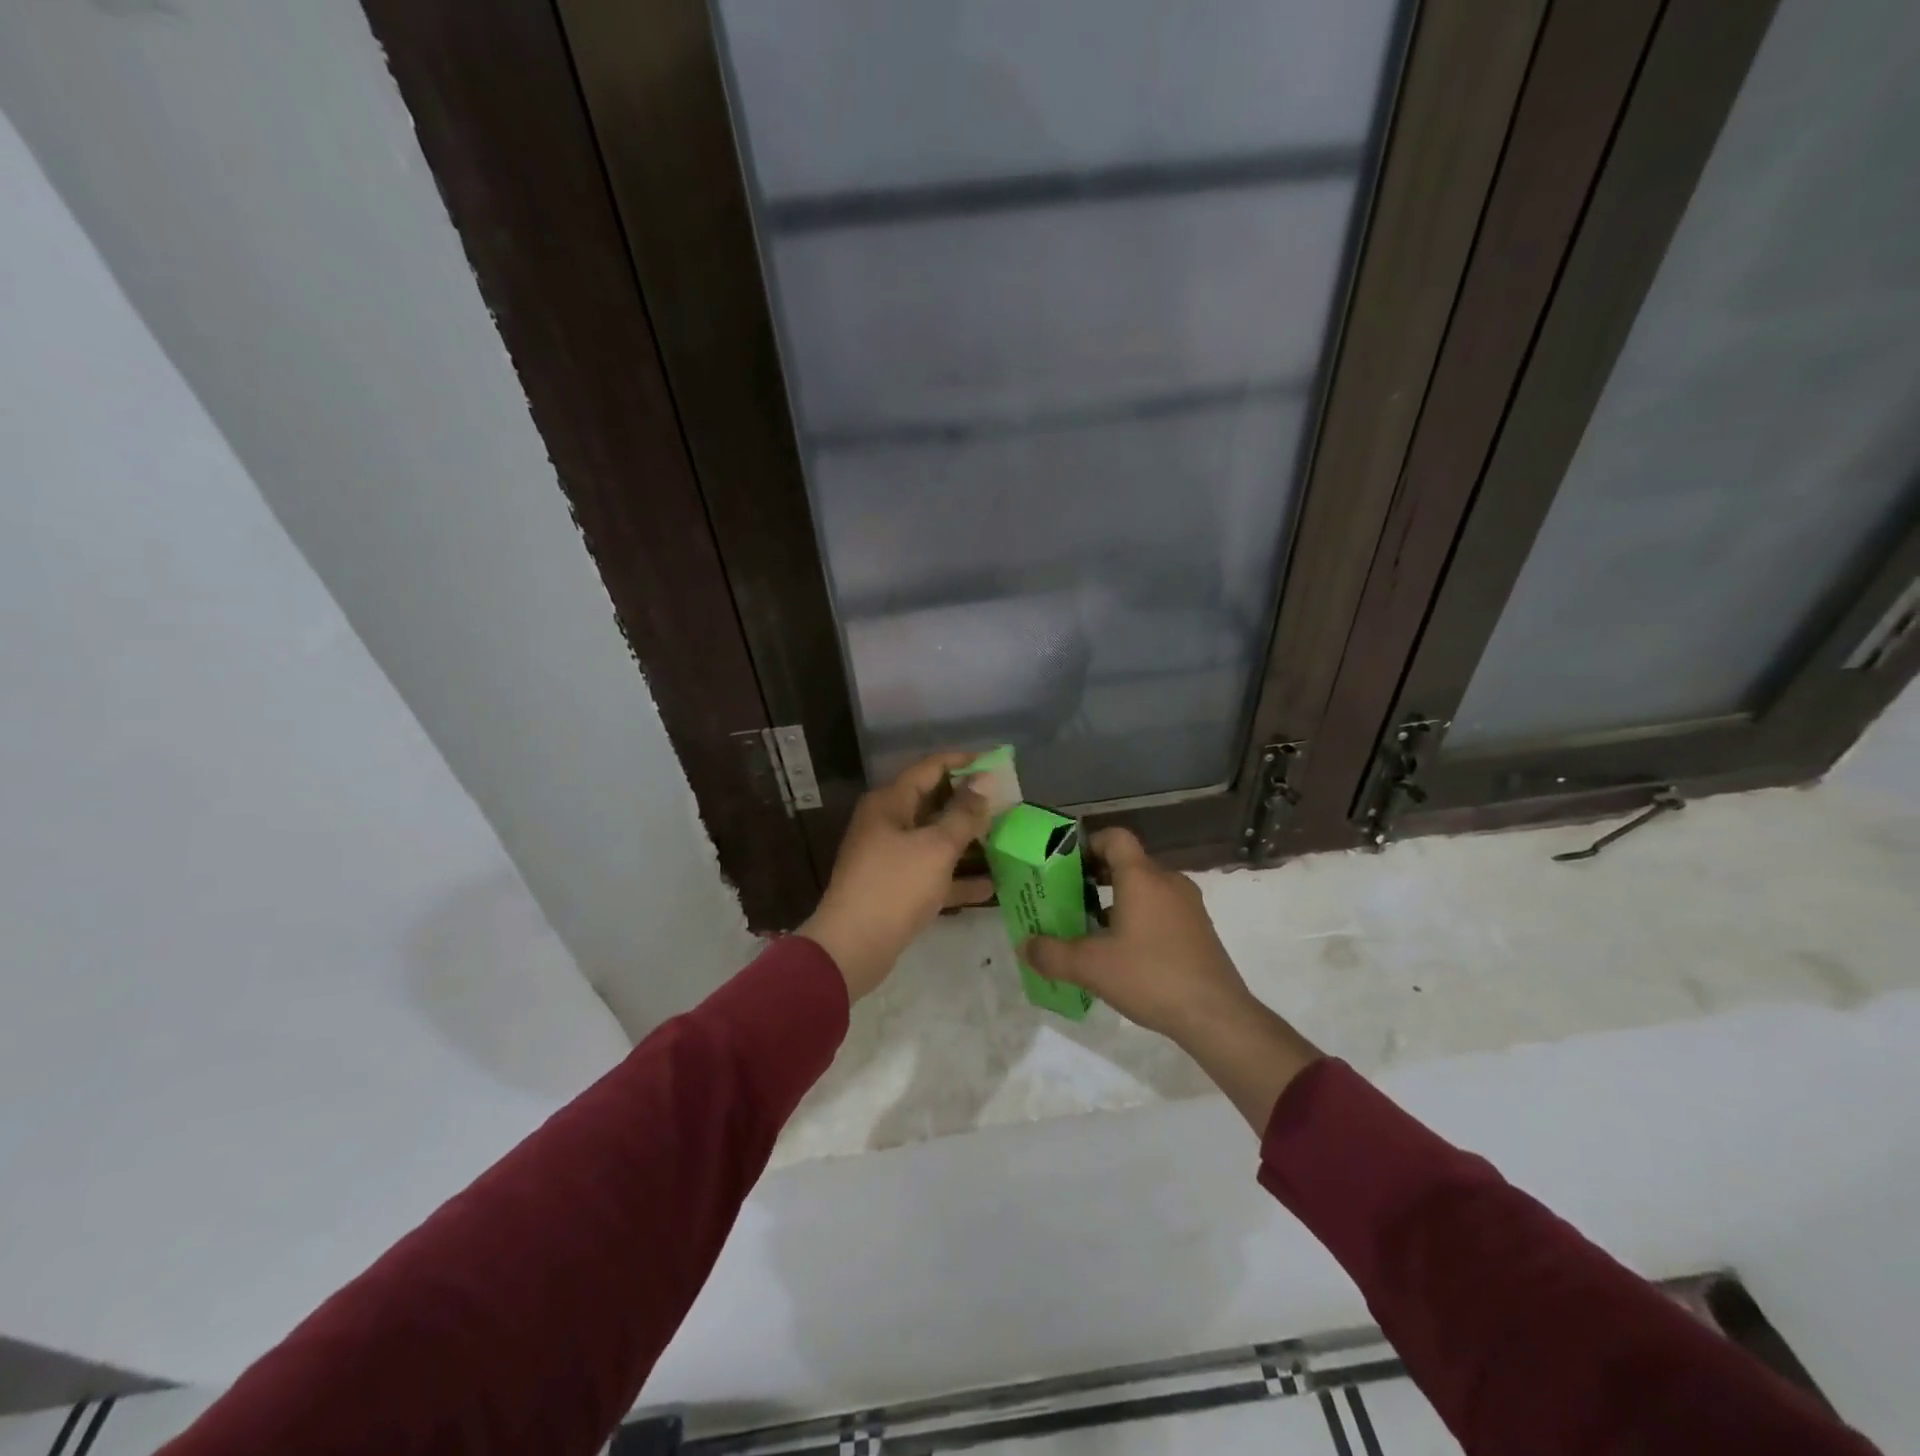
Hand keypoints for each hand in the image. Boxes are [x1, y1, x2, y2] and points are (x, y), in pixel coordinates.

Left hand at [798, 751, 993, 1000]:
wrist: (853, 947)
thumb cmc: (895, 886)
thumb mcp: (936, 847)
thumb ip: (963, 815)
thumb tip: (983, 785)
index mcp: (890, 803)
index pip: (930, 767)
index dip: (964, 761)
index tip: (997, 763)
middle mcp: (888, 823)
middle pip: (934, 802)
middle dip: (970, 803)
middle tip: (1008, 803)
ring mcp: (891, 856)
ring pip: (936, 839)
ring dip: (968, 840)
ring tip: (1006, 839)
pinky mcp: (897, 887)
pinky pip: (933, 873)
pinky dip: (958, 877)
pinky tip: (991, 886)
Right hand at [1022, 828, 1249, 1037]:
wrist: (1216, 1015)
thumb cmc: (1150, 977)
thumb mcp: (1091, 967)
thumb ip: (1051, 954)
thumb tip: (1024, 946)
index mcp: (1142, 877)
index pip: (1115, 837)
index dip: (1088, 844)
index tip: (1066, 866)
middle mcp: (1168, 881)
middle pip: (1128, 862)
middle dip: (1095, 876)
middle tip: (1069, 898)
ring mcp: (1188, 905)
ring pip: (1145, 887)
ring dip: (1117, 899)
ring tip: (1092, 928)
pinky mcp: (1199, 929)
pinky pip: (1162, 908)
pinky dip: (1139, 916)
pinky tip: (1125, 951)